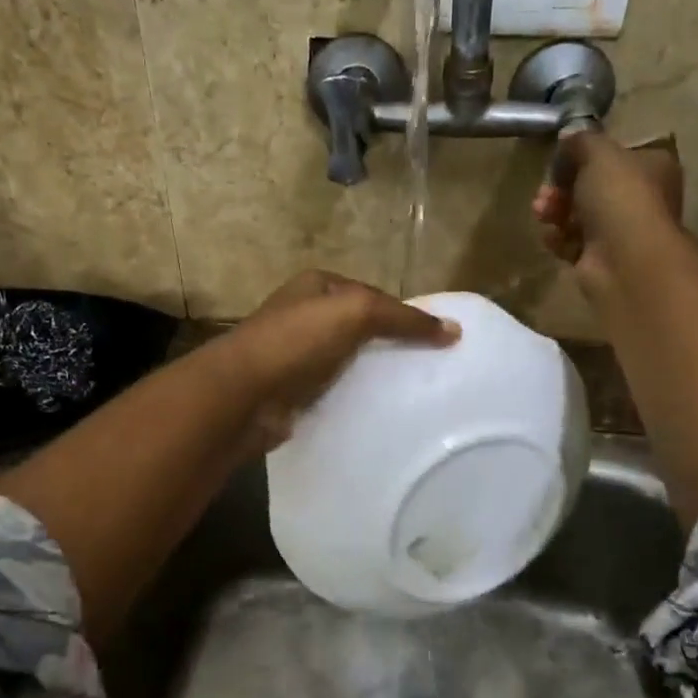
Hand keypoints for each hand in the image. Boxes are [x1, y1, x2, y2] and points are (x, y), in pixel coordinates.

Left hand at [222, 270, 459, 447]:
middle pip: (360, 328)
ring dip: (373, 374)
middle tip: (430, 369)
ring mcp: (296, 354)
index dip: (405, 313)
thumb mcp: (356, 312)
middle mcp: (304, 315)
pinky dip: (355, 397)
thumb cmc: (297, 341)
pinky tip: (378, 411)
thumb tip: (454, 330)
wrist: (243, 396)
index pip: (372, 295)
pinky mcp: (294, 391)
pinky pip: (335, 390)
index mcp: (316, 286)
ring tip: (411, 393)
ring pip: (348, 361)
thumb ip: (403, 318)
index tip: (437, 340)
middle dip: (390, 345)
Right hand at [532, 130, 684, 292]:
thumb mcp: (598, 152)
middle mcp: (640, 198)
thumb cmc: (620, 197)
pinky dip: (559, 238)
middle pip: (592, 186)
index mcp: (652, 166)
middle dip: (562, 186)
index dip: (587, 155)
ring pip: (579, 214)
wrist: (625, 260)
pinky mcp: (601, 259)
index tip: (563, 157)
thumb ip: (582, 140)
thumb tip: (570, 137)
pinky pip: (572, 242)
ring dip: (555, 210)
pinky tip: (551, 235)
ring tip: (542, 212)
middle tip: (546, 190)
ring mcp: (621, 231)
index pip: (617, 154)